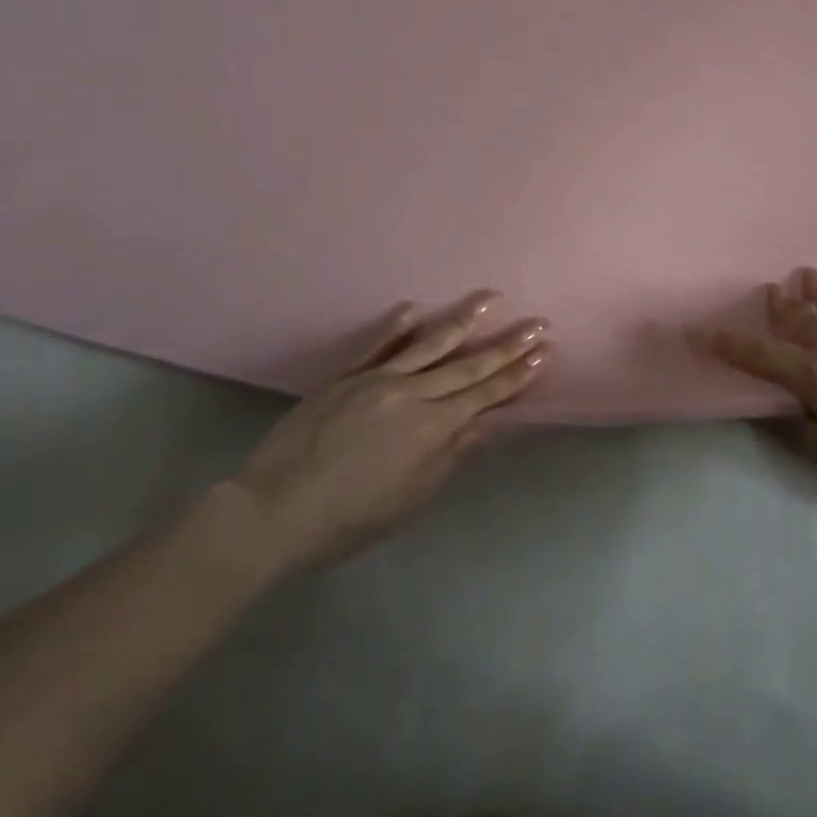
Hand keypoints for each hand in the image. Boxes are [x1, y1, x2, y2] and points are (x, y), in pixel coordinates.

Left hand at [230, 291, 546, 571]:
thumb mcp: (410, 499)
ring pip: (429, 344)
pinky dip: (395, 326)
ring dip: (464, 319)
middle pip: (468, 364)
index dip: (517, 373)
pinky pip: (376, 346)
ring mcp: (377, 380)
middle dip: (507, 344)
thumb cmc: (348, 519)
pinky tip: (413, 308)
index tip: (543, 351)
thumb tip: (486, 422)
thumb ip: (450, 455)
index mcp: (432, 427)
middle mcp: (412, 394)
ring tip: (491, 298)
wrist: (272, 511)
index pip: (486, 393)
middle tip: (538, 321)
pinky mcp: (345, 377)